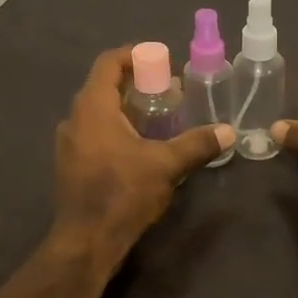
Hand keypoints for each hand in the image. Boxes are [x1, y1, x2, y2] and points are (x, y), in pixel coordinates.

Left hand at [49, 47, 233, 275]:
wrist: (85, 242)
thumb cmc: (122, 194)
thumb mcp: (165, 166)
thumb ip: (196, 144)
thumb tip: (228, 132)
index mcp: (93, 108)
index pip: (108, 63)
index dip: (134, 55)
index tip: (161, 60)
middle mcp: (75, 119)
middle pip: (104, 86)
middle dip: (137, 84)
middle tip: (168, 91)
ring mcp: (69, 144)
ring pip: (98, 112)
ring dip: (127, 108)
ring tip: (159, 118)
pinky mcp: (71, 165)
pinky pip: (94, 133)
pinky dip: (117, 128)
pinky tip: (141, 147)